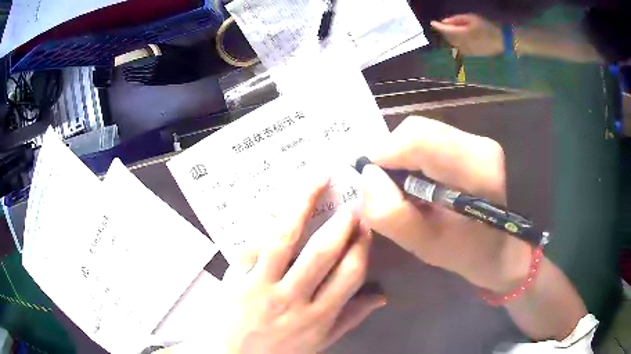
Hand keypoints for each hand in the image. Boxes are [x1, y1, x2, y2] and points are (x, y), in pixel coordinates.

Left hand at [217, 178, 384, 353]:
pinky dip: (264, 220)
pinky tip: (277, 200)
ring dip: (302, 203)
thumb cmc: (281, 351)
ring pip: (284, 237)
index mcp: (319, 316)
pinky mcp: (236, 277)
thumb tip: (381, 295)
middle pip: (321, 252)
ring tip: (317, 178)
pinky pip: (251, 243)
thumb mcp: (321, 341)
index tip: (366, 225)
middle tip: (350, 199)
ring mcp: (261, 285)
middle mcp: (292, 298)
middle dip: (340, 222)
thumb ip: (351, 317)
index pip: (350, 274)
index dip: (362, 245)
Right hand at [360, 116, 530, 291]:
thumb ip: (391, 214)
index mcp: (476, 170)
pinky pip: (431, 138)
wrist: (500, 248)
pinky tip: (423, 182)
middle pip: (417, 130)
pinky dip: (416, 157)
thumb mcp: (424, 246)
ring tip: (409, 189)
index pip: (419, 139)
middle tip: (392, 189)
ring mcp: (478, 140)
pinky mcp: (473, 141)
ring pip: (421, 132)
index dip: (386, 154)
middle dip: (394, 157)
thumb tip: (369, 174)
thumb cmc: (466, 252)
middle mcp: (479, 144)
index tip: (374, 181)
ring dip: (404, 158)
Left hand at [431, 14, 503, 55]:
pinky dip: (455, 42)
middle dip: (444, 31)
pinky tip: (457, 37)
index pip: (445, 30)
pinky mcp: (471, 55)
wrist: (501, 42)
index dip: (438, 26)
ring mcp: (466, 51)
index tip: (432, 22)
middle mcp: (462, 45)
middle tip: (441, 24)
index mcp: (462, 34)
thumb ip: (457, 19)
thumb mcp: (472, 18)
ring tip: (449, 30)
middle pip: (448, 38)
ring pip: (452, 44)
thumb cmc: (486, 27)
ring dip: (449, 37)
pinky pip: (458, 48)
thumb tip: (445, 21)